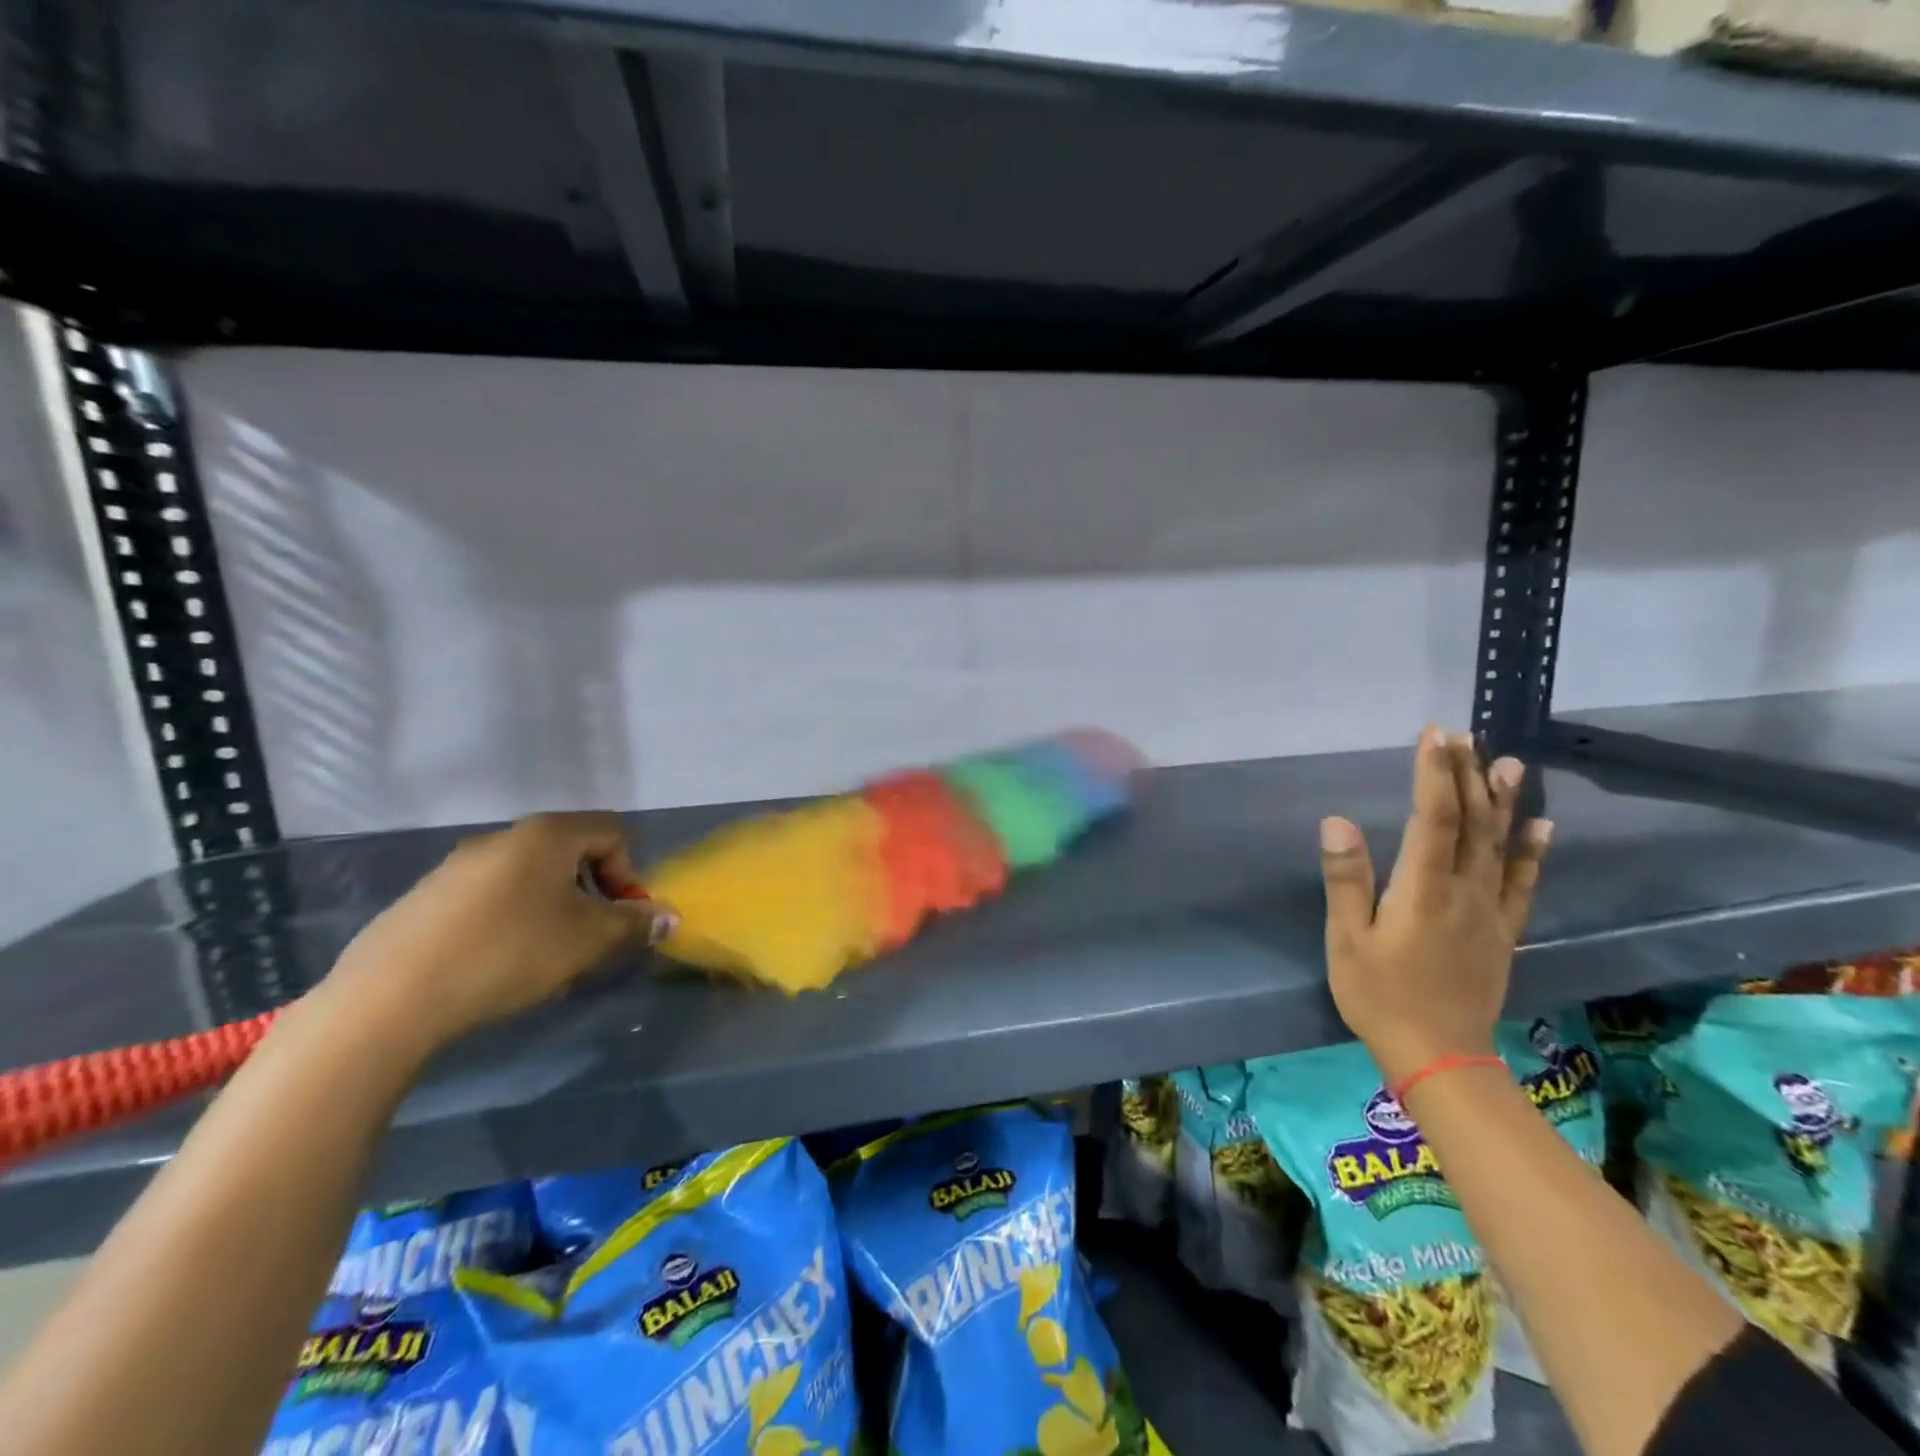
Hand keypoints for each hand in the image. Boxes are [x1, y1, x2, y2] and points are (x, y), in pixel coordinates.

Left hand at [320, 812, 677, 1058]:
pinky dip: (511, 923)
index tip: (620, 918)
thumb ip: (635, 924)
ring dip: (554, 912)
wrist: (391, 998)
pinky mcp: (425, 900)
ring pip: (530, 880)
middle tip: (590, 942)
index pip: (613, 832)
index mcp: (547, 834)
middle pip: (571, 854)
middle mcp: (502, 838)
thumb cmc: (510, 952)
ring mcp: (457, 867)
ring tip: (546, 961)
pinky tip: (499, 967)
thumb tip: (669, 918)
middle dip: (592, 896)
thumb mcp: (589, 940)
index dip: (630, 873)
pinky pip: (490, 899)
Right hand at [1318, 726, 1551, 1084]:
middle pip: (1472, 823)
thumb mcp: (1348, 939)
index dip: (1435, 774)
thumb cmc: (1379, 994)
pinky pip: (1523, 883)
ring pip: (1501, 845)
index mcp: (1424, 889)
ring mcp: (1491, 911)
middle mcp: (1465, 891)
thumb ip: (1348, 879)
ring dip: (1503, 802)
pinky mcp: (1503, 931)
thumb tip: (1338, 822)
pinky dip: (1533, 851)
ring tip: (1509, 763)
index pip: (1434, 818)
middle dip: (1467, 775)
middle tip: (1466, 735)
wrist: (1438, 1055)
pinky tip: (1542, 825)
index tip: (1434, 735)